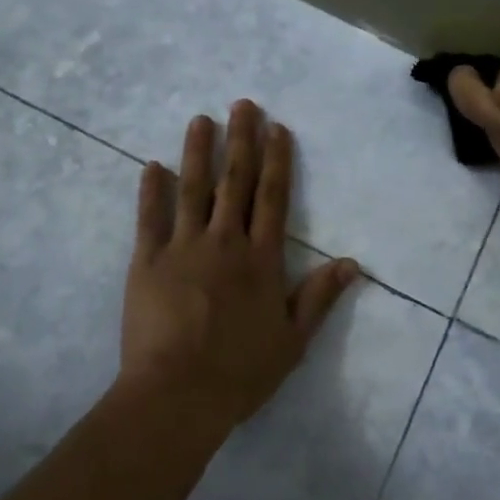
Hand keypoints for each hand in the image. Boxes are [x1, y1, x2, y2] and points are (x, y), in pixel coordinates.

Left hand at [119, 101, 360, 428]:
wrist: (178, 394)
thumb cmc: (240, 371)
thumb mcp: (293, 340)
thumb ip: (319, 297)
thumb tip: (352, 263)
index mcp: (261, 259)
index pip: (272, 197)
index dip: (276, 160)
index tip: (277, 128)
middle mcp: (225, 242)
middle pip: (235, 182)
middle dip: (240, 140)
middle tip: (243, 105)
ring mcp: (183, 248)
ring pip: (193, 189)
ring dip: (197, 152)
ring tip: (201, 120)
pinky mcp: (147, 261)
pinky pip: (149, 218)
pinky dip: (151, 190)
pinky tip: (152, 165)